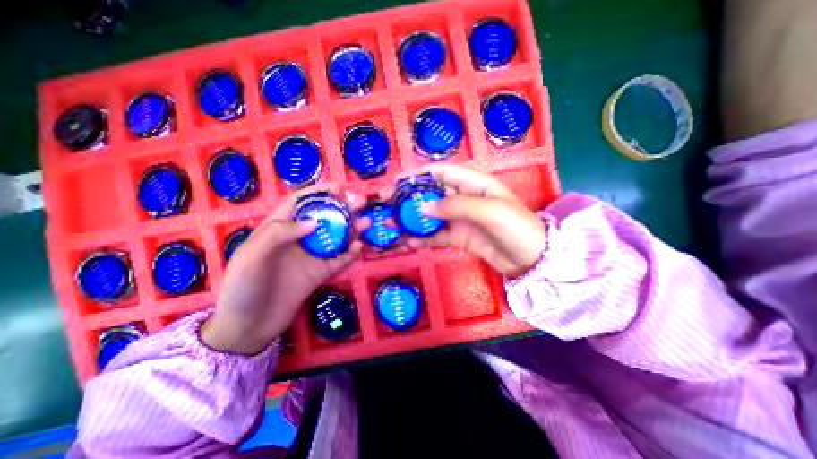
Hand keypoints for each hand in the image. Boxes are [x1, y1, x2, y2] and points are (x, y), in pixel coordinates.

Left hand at [200, 185, 362, 353]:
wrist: (249, 327)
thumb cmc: (243, 288)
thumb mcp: (251, 257)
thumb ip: (278, 234)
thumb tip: (312, 222)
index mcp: (277, 229)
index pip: (300, 203)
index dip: (318, 192)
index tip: (338, 187)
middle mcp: (297, 239)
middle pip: (323, 217)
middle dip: (341, 208)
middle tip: (361, 202)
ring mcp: (310, 256)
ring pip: (335, 237)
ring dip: (352, 228)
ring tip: (367, 221)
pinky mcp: (320, 273)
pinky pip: (339, 259)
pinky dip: (350, 253)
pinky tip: (359, 247)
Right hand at [400, 164, 544, 276]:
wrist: (532, 258)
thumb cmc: (516, 226)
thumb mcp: (488, 210)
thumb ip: (455, 206)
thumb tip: (422, 206)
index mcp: (473, 184)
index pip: (441, 173)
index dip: (418, 174)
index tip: (397, 181)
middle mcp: (463, 198)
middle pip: (430, 194)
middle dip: (408, 198)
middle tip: (386, 203)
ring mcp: (459, 219)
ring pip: (430, 216)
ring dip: (410, 219)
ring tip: (390, 224)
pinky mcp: (458, 237)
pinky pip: (435, 236)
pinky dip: (421, 238)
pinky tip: (407, 242)